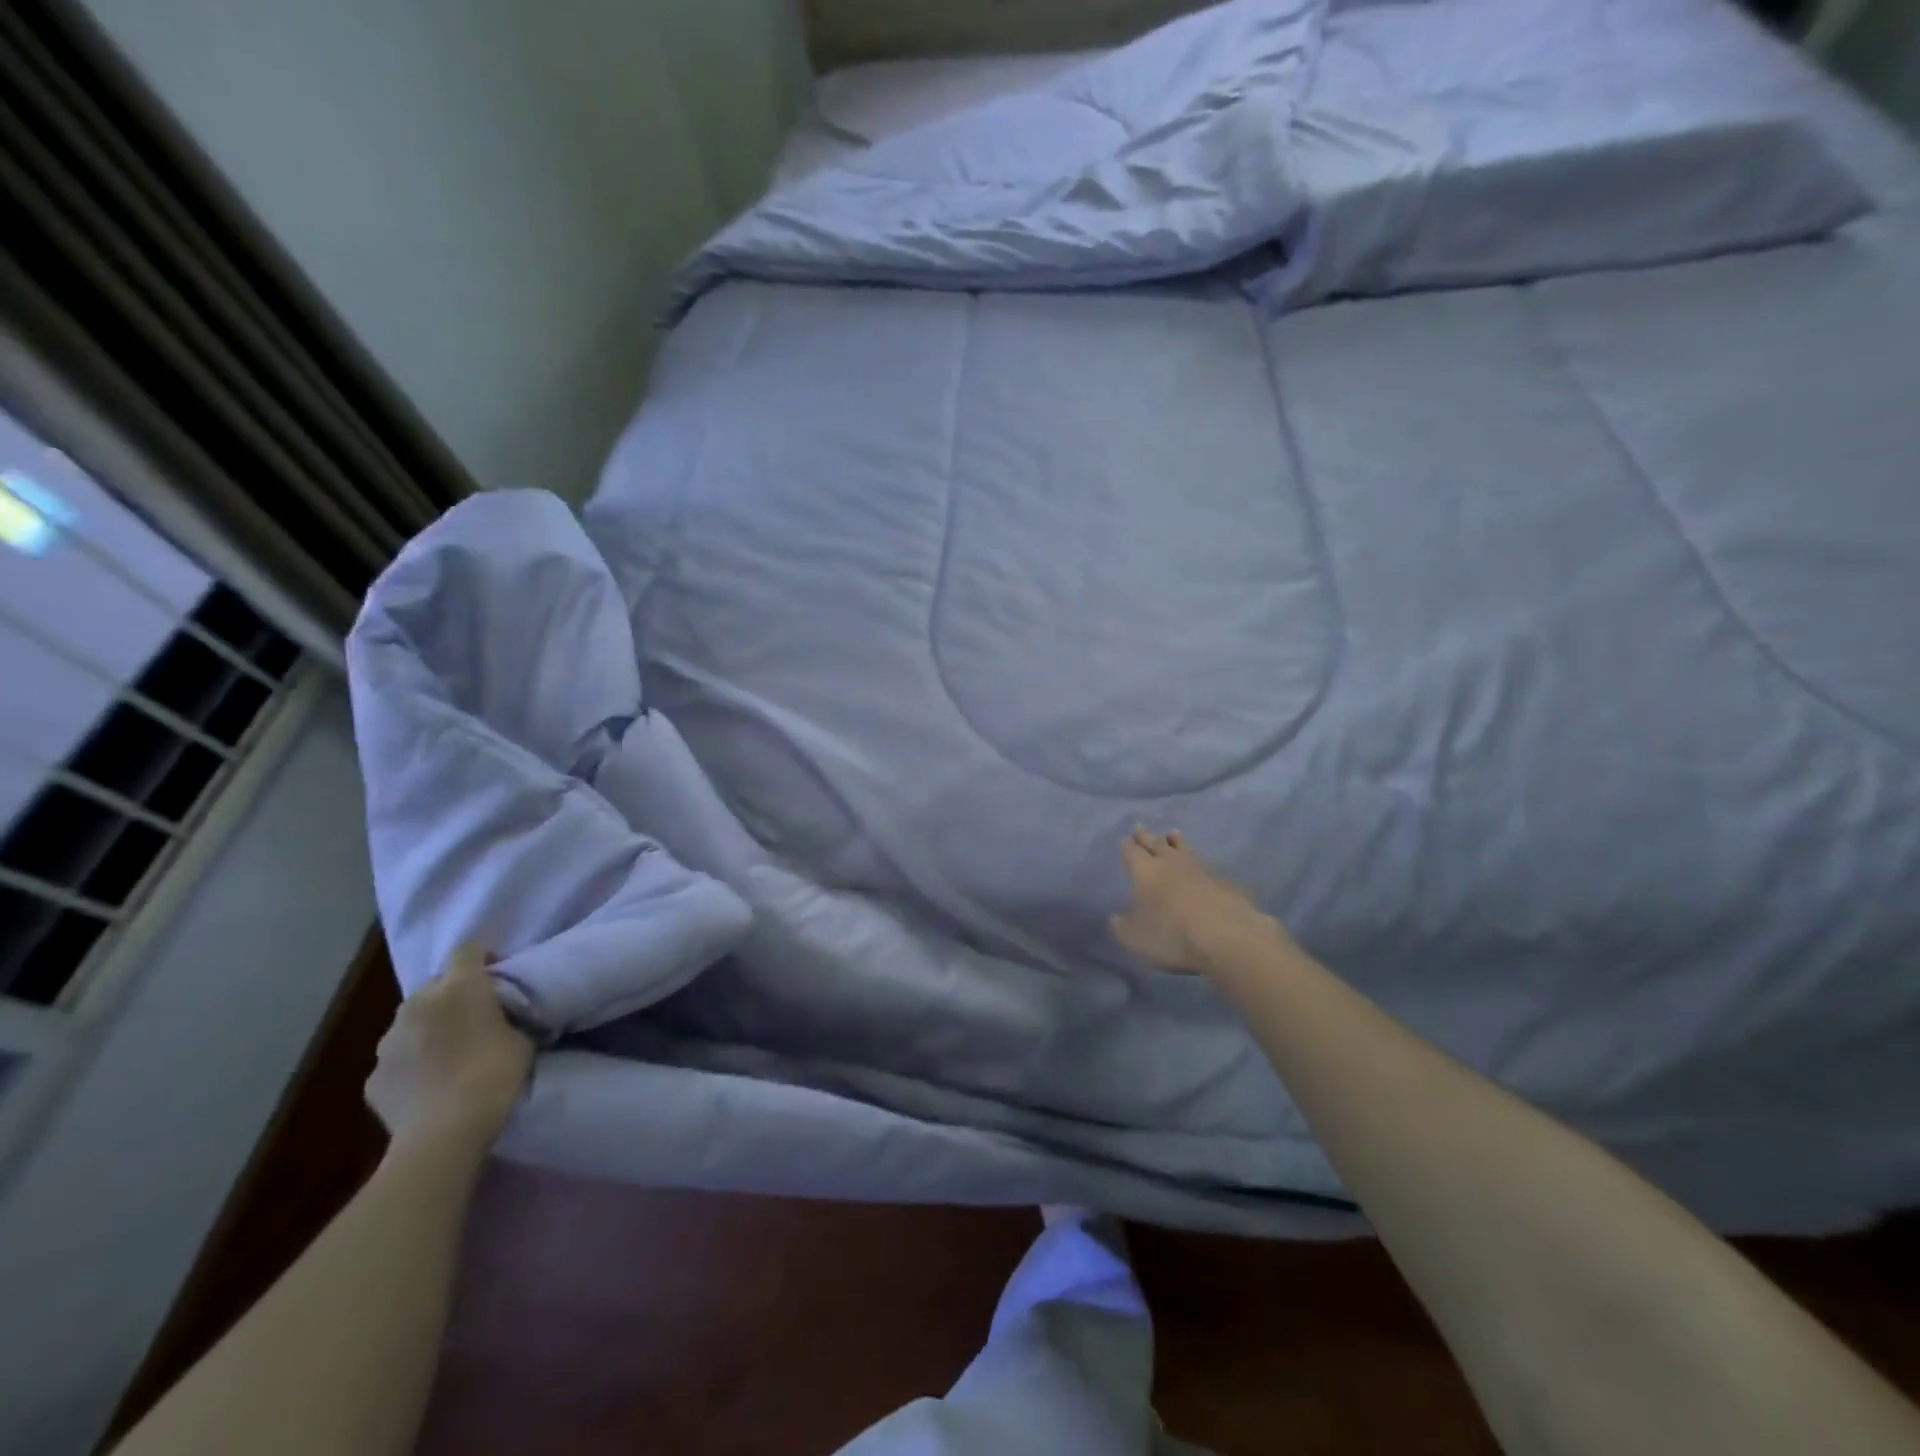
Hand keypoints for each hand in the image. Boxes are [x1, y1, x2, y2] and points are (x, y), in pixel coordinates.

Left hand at [366, 943, 533, 1152]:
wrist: (444, 1133)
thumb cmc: (493, 1075)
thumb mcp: (523, 1039)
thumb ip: (510, 1018)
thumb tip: (505, 1018)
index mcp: (459, 987)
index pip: (468, 948)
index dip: (483, 955)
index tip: (497, 971)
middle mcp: (417, 1005)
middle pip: (436, 985)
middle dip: (452, 995)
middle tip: (475, 1017)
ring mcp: (388, 1042)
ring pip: (411, 1022)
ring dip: (428, 1029)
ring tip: (449, 1054)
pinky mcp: (372, 1077)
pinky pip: (397, 1059)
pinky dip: (411, 1065)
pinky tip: (428, 1085)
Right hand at [1110, 827, 1286, 974]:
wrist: (1225, 935)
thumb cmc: (1170, 934)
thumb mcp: (1134, 937)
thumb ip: (1122, 925)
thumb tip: (1117, 918)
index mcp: (1145, 871)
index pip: (1133, 852)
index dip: (1128, 846)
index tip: (1126, 839)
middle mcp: (1171, 864)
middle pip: (1157, 844)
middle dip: (1147, 837)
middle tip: (1141, 827)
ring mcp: (1201, 870)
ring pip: (1185, 849)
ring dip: (1176, 842)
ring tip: (1173, 833)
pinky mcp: (1225, 883)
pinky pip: (1208, 867)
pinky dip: (1201, 864)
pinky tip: (1203, 866)